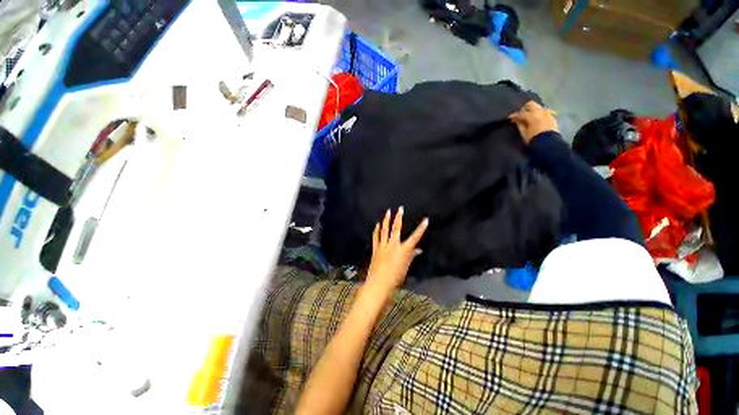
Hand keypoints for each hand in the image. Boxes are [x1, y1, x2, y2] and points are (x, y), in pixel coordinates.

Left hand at [366, 208, 428, 293]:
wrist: (379, 284)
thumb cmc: (396, 278)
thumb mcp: (406, 267)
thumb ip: (411, 256)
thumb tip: (418, 250)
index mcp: (403, 250)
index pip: (415, 237)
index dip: (421, 228)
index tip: (426, 220)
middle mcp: (393, 245)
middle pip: (396, 228)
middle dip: (399, 217)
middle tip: (400, 208)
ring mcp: (383, 246)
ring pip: (385, 230)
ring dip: (386, 220)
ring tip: (388, 212)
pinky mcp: (376, 248)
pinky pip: (376, 236)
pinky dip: (376, 230)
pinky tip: (377, 224)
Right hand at [509, 101, 558, 143]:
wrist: (548, 143)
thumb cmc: (533, 138)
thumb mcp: (523, 132)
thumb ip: (519, 124)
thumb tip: (516, 119)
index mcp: (532, 115)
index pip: (521, 113)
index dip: (514, 116)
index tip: (510, 118)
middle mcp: (540, 111)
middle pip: (531, 104)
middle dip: (524, 109)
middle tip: (521, 116)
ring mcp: (547, 113)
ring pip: (538, 107)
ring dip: (532, 111)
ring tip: (528, 118)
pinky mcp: (551, 116)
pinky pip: (543, 112)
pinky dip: (538, 114)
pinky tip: (536, 120)